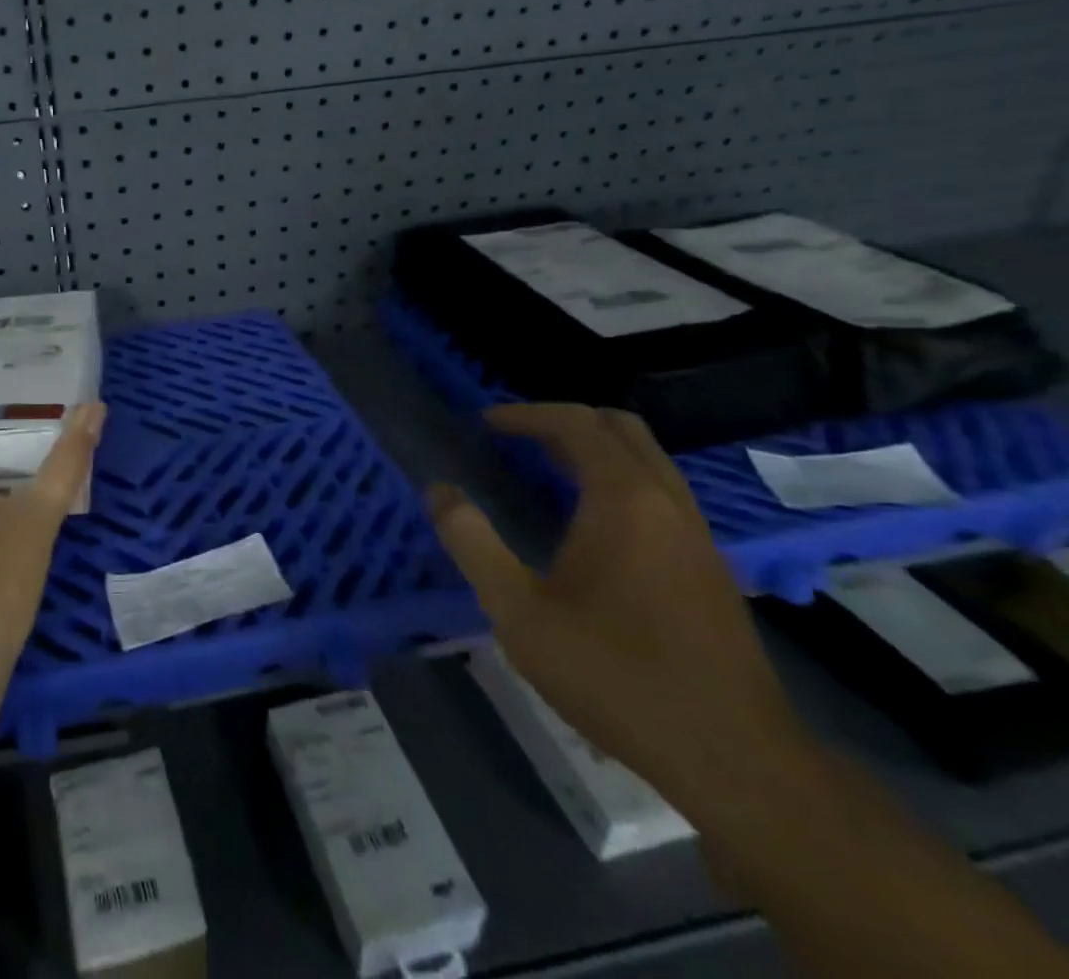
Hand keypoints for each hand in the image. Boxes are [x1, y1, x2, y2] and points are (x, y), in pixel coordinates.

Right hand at [428, 404, 810, 822]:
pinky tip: (591, 525)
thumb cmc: (617, 676)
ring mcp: (698, 535)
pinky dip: (620, 480)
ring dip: (595, 450)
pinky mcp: (711, 567)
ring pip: (648, 460)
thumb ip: (472, 543)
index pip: (575, 423)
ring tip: (545, 473)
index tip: (484, 423)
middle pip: (620, 428)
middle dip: (563, 421)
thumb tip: (439, 491)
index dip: (525, 414)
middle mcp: (667, 502)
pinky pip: (661, 493)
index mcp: (623, 500)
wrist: (737, 760)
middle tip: (516, 439)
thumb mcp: (520, 613)